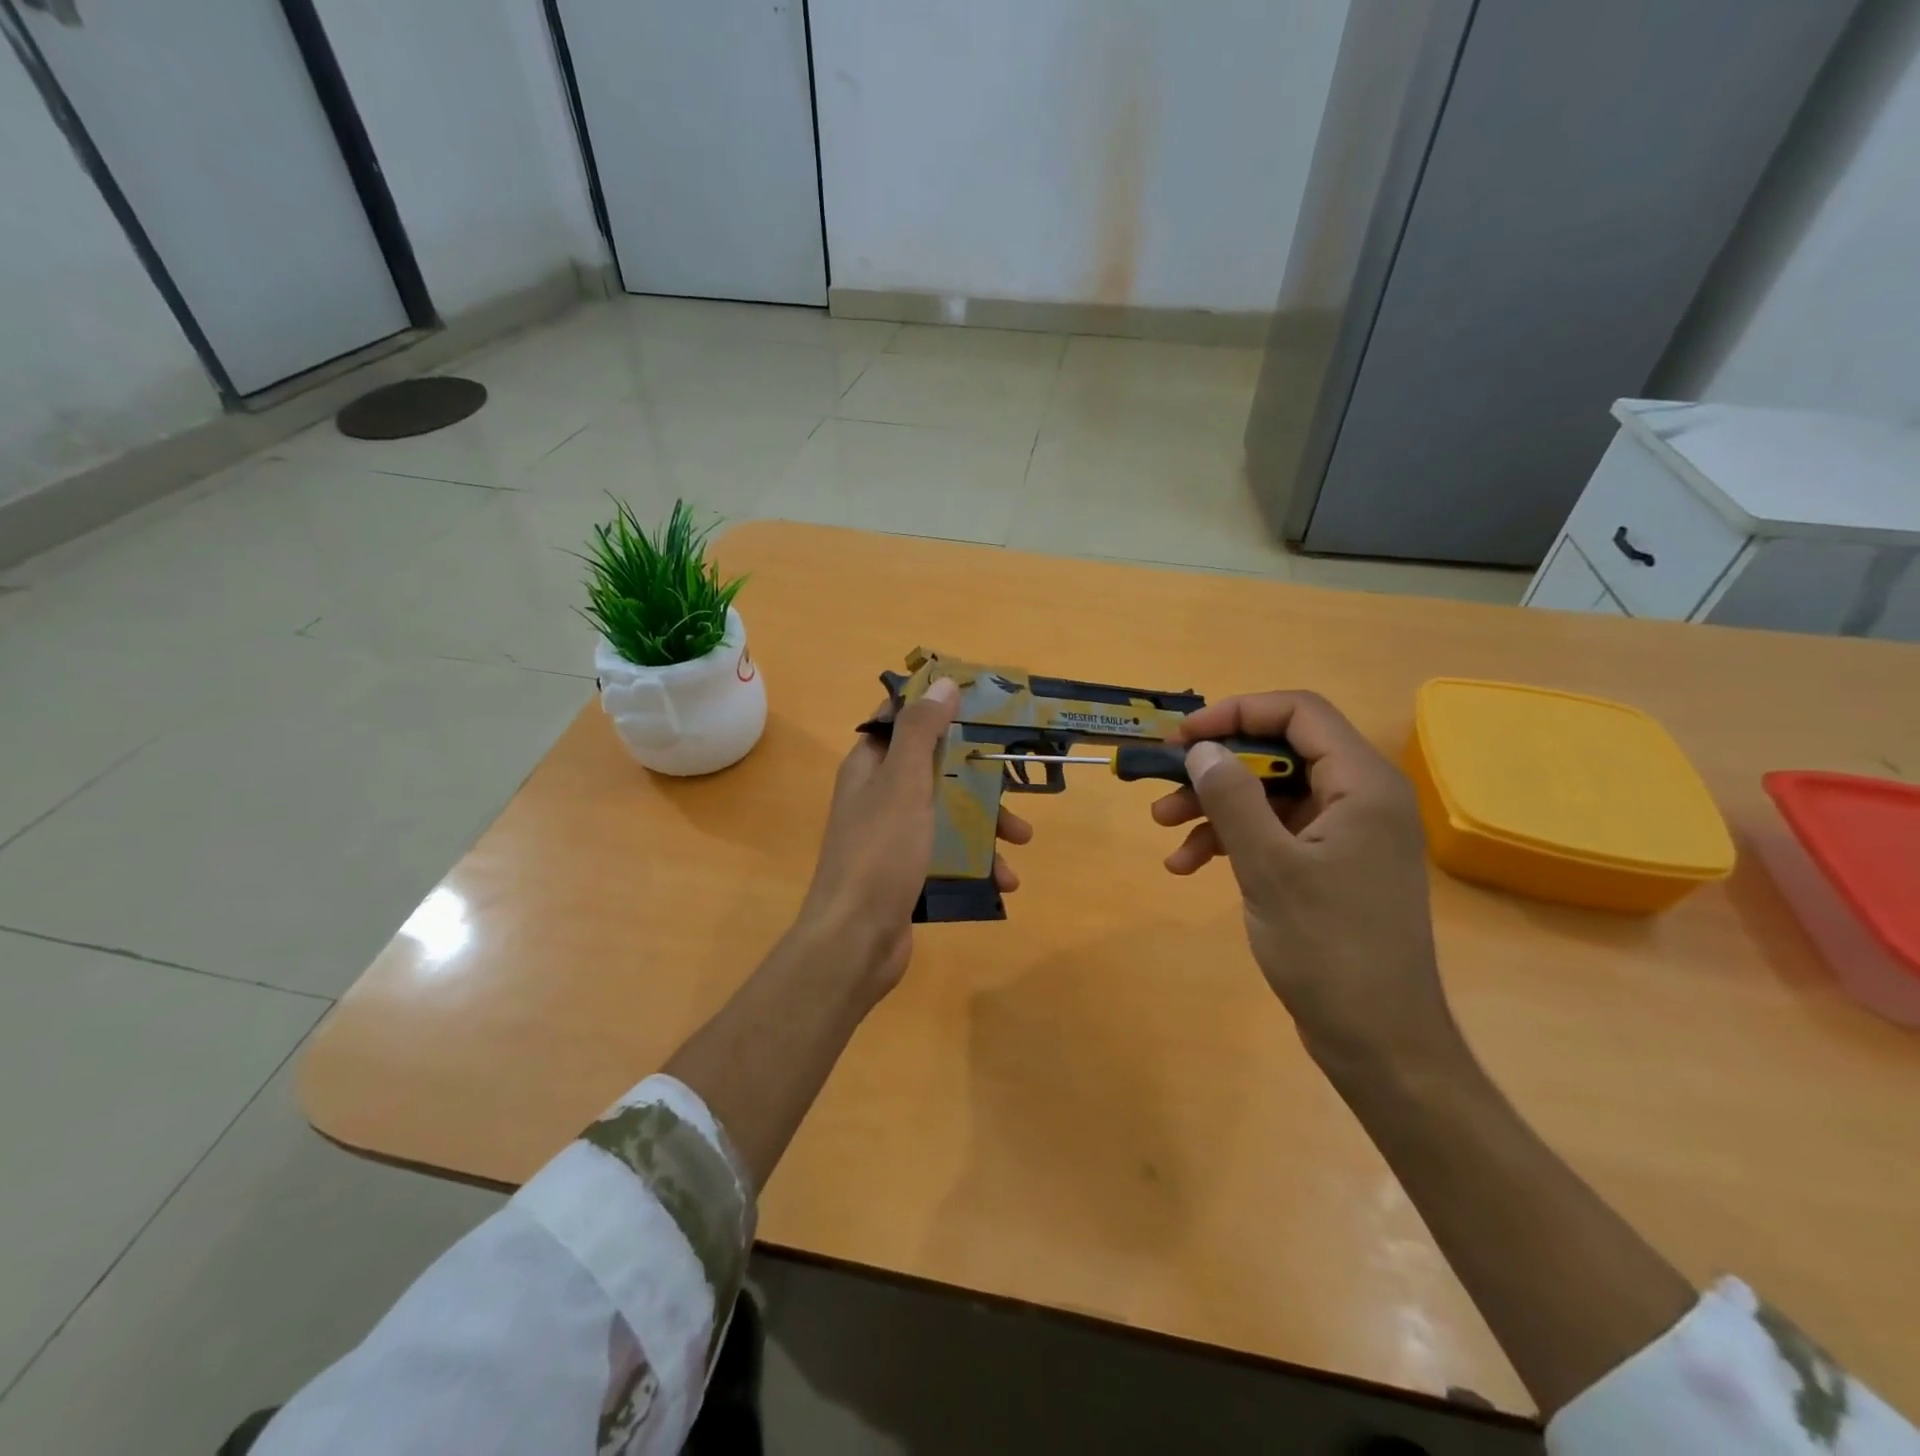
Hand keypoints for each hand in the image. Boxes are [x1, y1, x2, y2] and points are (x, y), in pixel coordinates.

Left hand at [795, 676, 1031, 999]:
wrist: (855, 940)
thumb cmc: (881, 851)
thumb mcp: (904, 782)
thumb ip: (922, 731)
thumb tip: (941, 683)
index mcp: (870, 766)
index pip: (900, 720)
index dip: (936, 708)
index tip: (979, 707)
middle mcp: (878, 796)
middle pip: (934, 768)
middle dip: (977, 776)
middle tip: (1016, 781)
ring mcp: (893, 837)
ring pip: (947, 814)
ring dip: (985, 824)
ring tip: (1021, 841)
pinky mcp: (907, 873)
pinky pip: (947, 855)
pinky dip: (976, 863)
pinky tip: (1003, 881)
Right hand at [1151, 691, 1456, 1069]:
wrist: (1378, 1040)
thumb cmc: (1329, 948)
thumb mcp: (1268, 867)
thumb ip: (1233, 798)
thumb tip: (1202, 748)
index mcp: (1362, 784)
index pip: (1299, 712)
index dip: (1236, 713)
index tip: (1183, 737)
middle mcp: (1359, 797)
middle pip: (1279, 752)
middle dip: (1216, 766)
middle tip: (1164, 780)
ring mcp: (1344, 833)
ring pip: (1269, 793)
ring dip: (1215, 805)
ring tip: (1163, 828)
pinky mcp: (1329, 865)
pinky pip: (1274, 831)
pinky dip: (1231, 840)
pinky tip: (1187, 866)